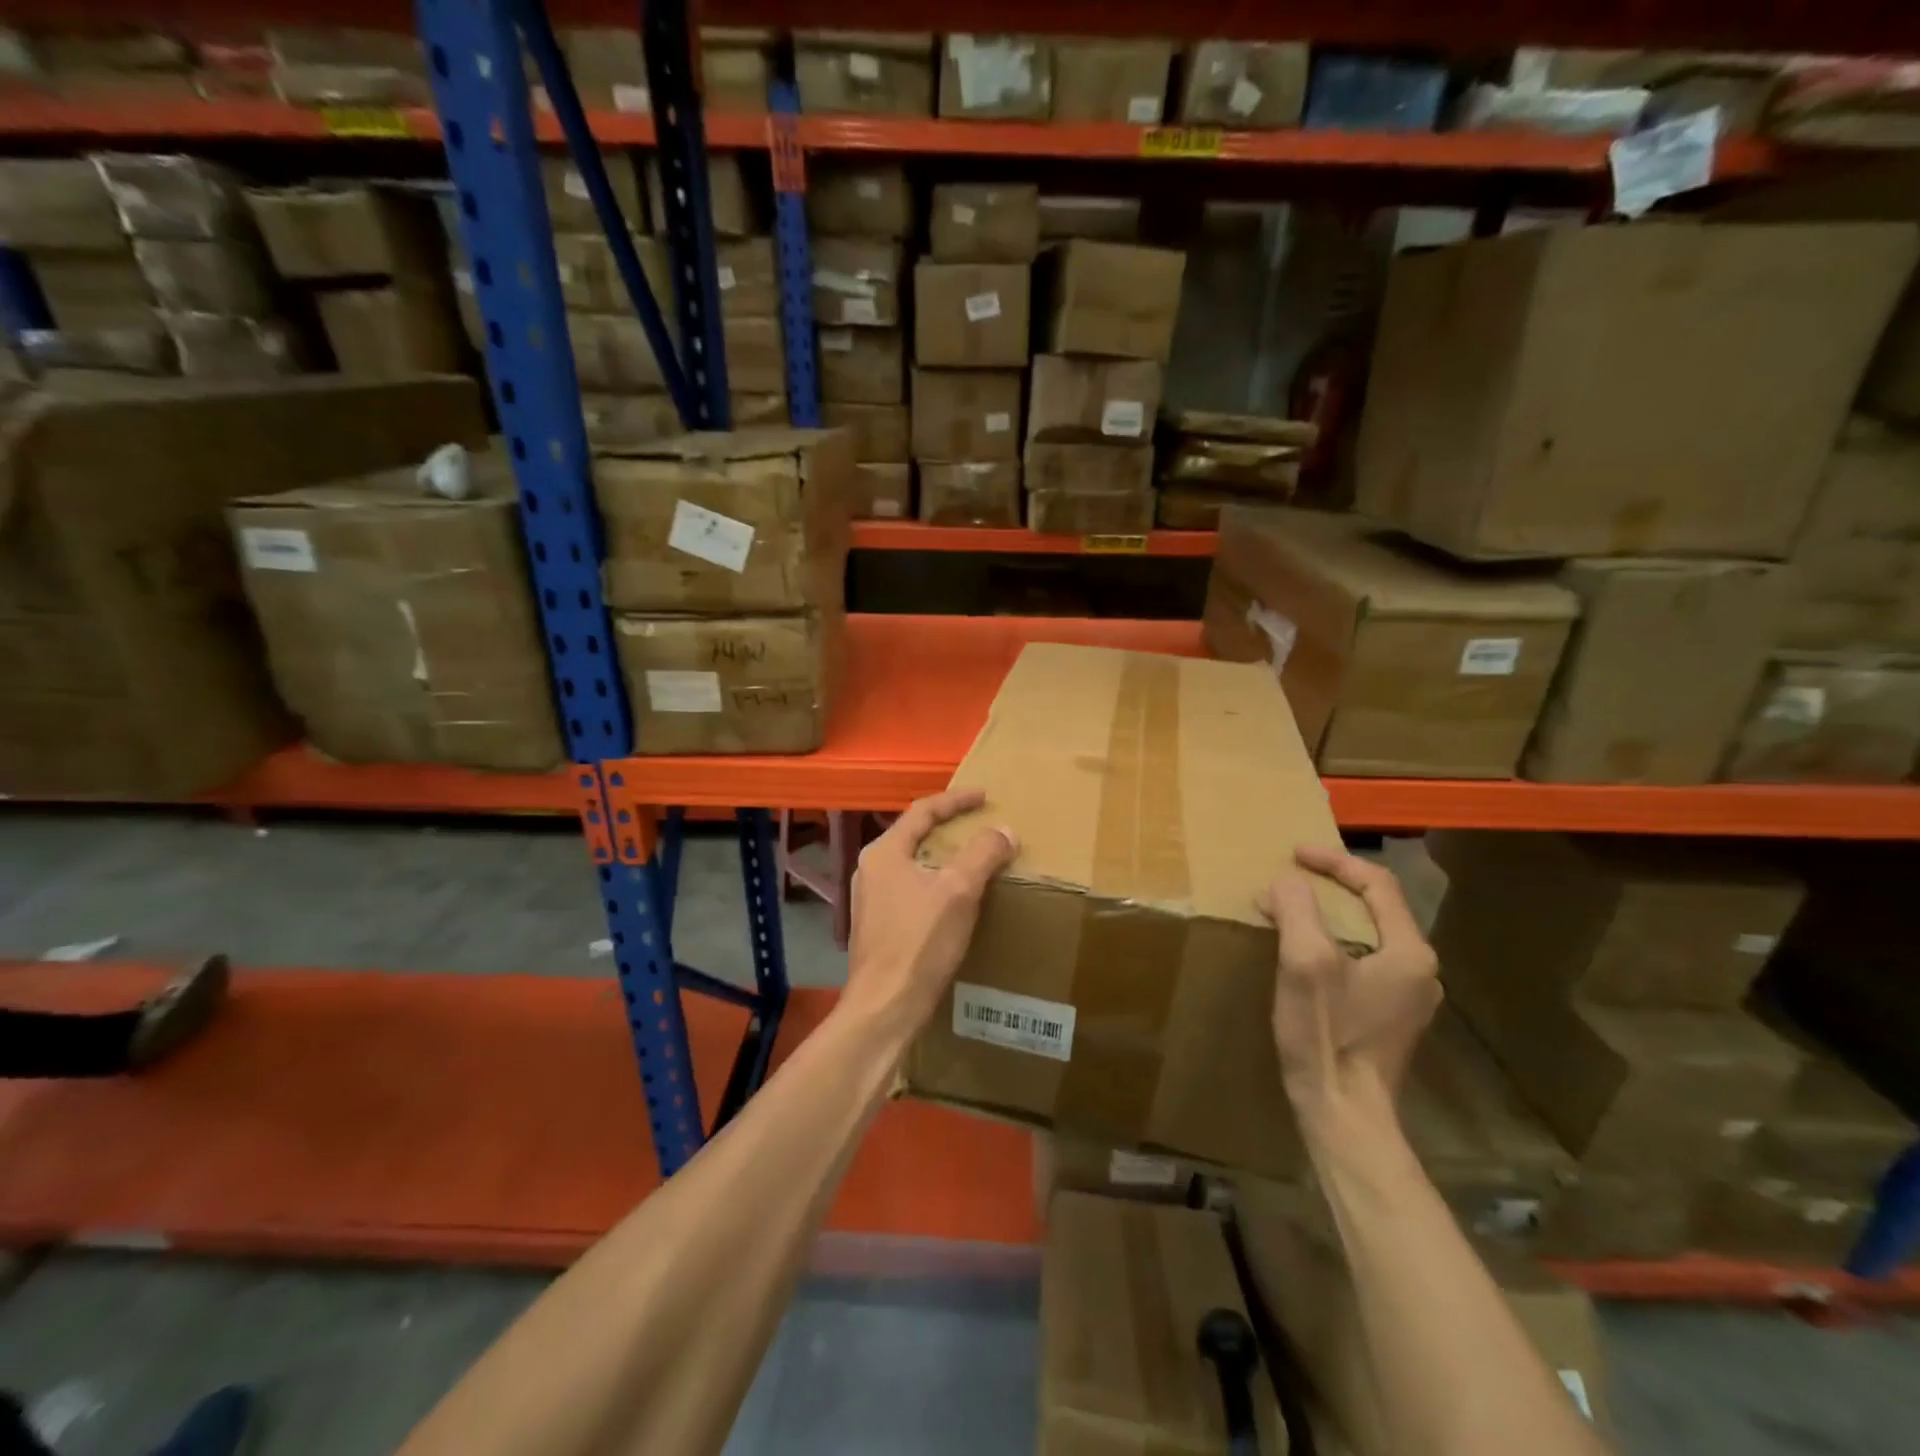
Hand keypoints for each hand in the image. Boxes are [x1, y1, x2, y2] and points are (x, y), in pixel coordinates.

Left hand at [842, 789, 1018, 1039]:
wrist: (885, 1006)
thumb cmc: (919, 942)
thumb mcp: (958, 891)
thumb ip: (982, 854)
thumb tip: (1004, 831)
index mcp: (884, 853)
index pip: (923, 811)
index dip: (956, 800)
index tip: (984, 796)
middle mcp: (871, 870)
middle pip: (915, 835)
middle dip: (949, 828)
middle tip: (980, 825)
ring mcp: (872, 900)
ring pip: (914, 865)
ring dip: (944, 857)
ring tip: (973, 859)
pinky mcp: (879, 926)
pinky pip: (913, 889)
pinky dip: (937, 883)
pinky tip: (956, 898)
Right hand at [1258, 845, 1441, 1125]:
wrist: (1344, 1113)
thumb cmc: (1328, 1035)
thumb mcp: (1305, 962)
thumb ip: (1297, 909)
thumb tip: (1285, 881)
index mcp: (1410, 951)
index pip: (1377, 884)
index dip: (1333, 861)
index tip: (1293, 854)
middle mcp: (1420, 969)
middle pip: (1376, 906)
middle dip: (1330, 884)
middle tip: (1289, 877)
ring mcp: (1408, 996)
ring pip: (1369, 933)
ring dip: (1329, 912)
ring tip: (1290, 907)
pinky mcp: (1390, 1015)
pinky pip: (1364, 958)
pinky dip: (1332, 940)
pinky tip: (1303, 950)